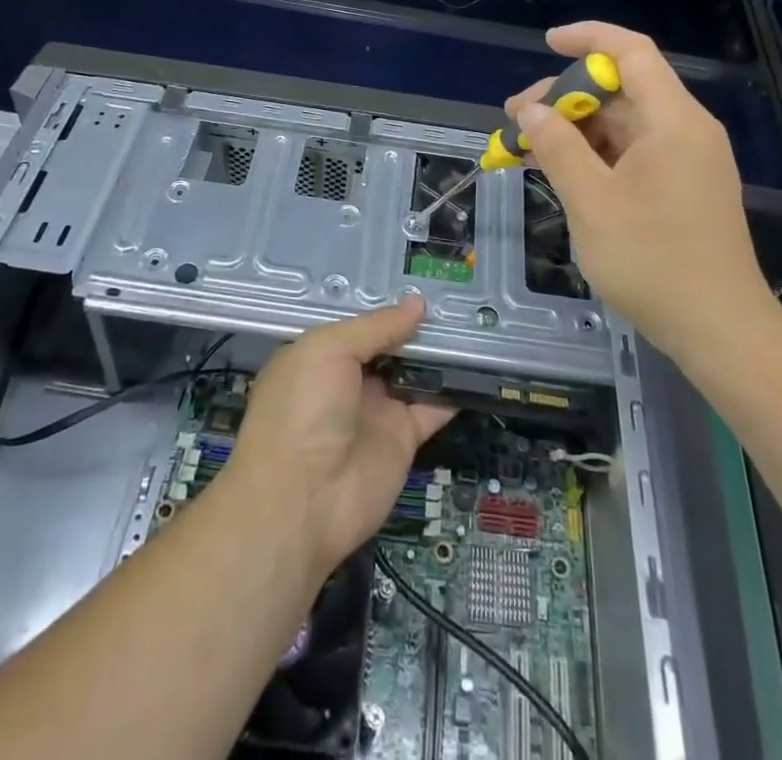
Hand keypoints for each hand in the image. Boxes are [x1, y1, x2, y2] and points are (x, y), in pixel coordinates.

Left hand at [229, 298, 452, 579]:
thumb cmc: (304, 408)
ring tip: (475, 323)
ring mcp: (377, 409)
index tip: (425, 281)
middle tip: (459, 298)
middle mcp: (349, 379)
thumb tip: (417, 303)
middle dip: (419, 325)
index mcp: (321, 354)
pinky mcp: (403, 439)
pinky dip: (455, 391)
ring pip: (416, 373)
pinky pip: (433, 408)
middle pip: (391, 345)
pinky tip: (479, 367)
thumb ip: (376, 326)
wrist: (302, 499)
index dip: (388, 305)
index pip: (361, 324)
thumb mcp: (330, 349)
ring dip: (441, 354)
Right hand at [507, 22, 776, 357]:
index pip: (632, 52)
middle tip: (517, 120)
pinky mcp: (683, 187)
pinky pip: (633, 152)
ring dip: (576, 129)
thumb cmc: (653, 261)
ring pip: (624, 123)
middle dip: (566, 97)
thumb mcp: (592, 202)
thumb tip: (531, 111)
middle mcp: (685, 130)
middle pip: (622, 89)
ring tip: (528, 148)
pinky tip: (561, 170)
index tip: (547, 44)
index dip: (588, 38)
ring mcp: (687, 160)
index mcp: (673, 121)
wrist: (720, 330)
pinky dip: (596, 154)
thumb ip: (558, 148)